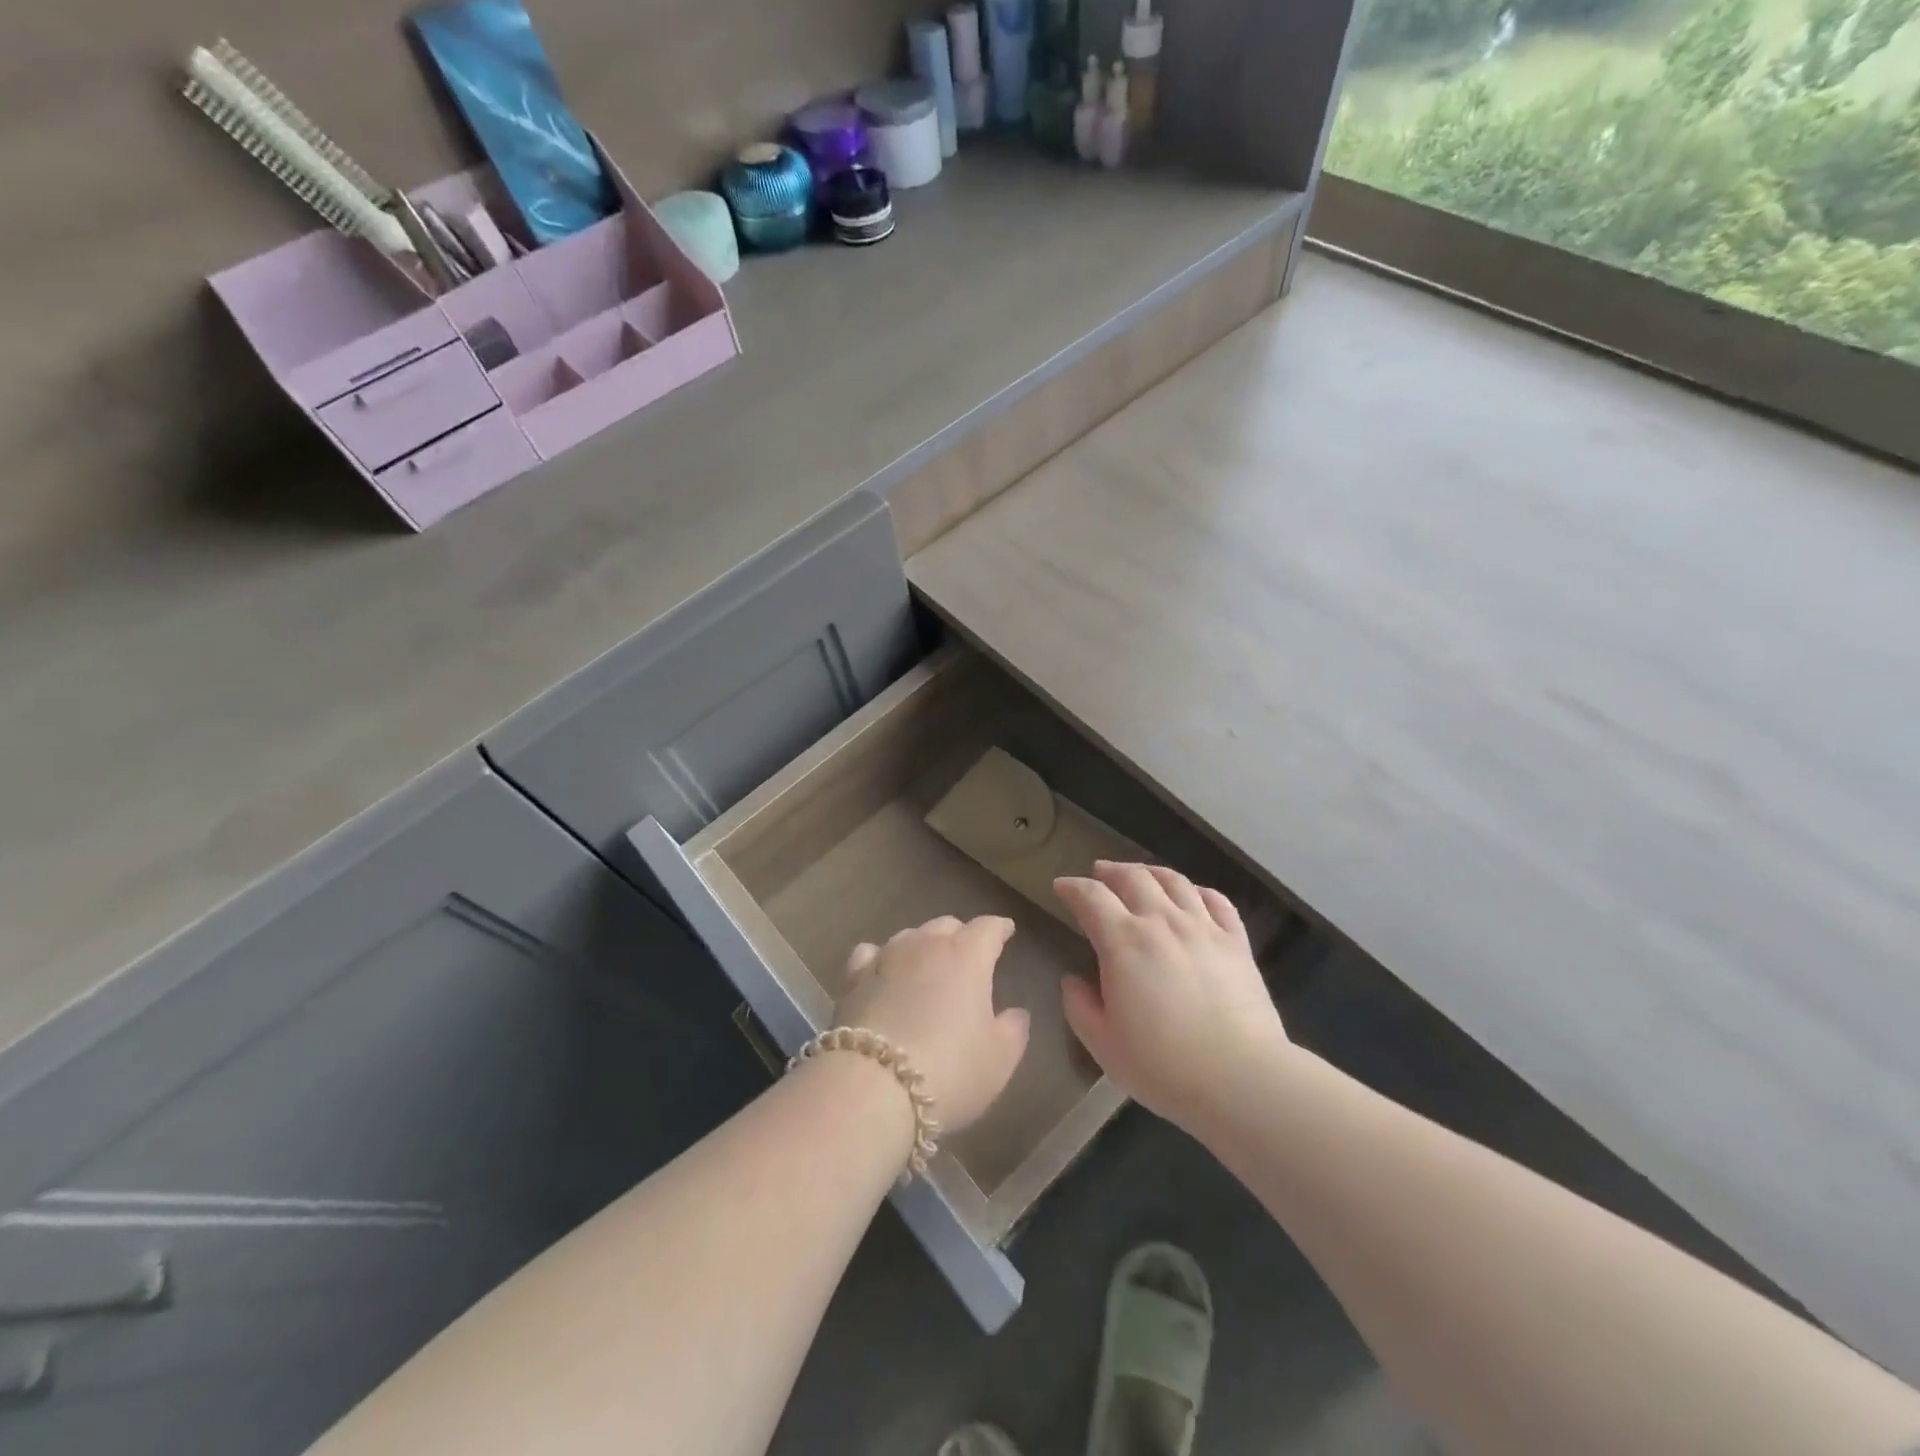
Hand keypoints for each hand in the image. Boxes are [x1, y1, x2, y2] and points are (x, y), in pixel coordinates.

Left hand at [835, 917, 1030, 1134]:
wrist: (872, 1087)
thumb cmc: (950, 1070)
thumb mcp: (1000, 1059)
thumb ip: (1013, 1030)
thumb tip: (1016, 1012)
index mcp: (967, 956)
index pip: (988, 928)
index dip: (999, 928)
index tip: (1006, 931)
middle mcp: (925, 946)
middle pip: (946, 925)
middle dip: (960, 935)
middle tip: (968, 954)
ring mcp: (886, 958)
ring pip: (909, 935)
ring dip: (922, 944)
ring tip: (926, 963)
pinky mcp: (853, 979)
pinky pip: (870, 954)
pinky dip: (881, 958)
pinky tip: (881, 970)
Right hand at [1055, 862, 1290, 1129]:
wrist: (1241, 1080)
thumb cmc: (1163, 1066)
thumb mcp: (1103, 1044)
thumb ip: (1080, 1006)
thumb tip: (1073, 980)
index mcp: (1123, 942)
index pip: (1090, 897)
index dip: (1072, 888)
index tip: (1061, 887)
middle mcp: (1162, 922)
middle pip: (1133, 877)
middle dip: (1110, 871)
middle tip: (1099, 873)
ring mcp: (1203, 928)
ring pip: (1174, 881)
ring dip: (1150, 872)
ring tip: (1141, 875)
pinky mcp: (1236, 942)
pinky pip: (1216, 901)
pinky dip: (1198, 890)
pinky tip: (1192, 895)